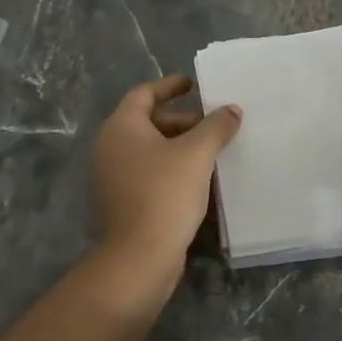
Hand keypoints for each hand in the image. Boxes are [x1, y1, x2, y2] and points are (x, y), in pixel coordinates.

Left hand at [90, 74, 241, 288]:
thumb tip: (231, 109)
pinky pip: (147, 172)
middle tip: (213, 124)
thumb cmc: (165, 193)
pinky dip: (171, 168)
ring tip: (212, 151)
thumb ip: (216, 126)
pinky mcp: (121, 201)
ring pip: (149, 149)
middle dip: (182, 121)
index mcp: (121, 127)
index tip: (193, 84)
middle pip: (148, 122)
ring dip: (179, 146)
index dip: (169, 86)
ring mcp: (112, 176)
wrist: (140, 256)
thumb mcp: (197, 154)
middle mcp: (110, 146)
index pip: (144, 94)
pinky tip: (198, 178)